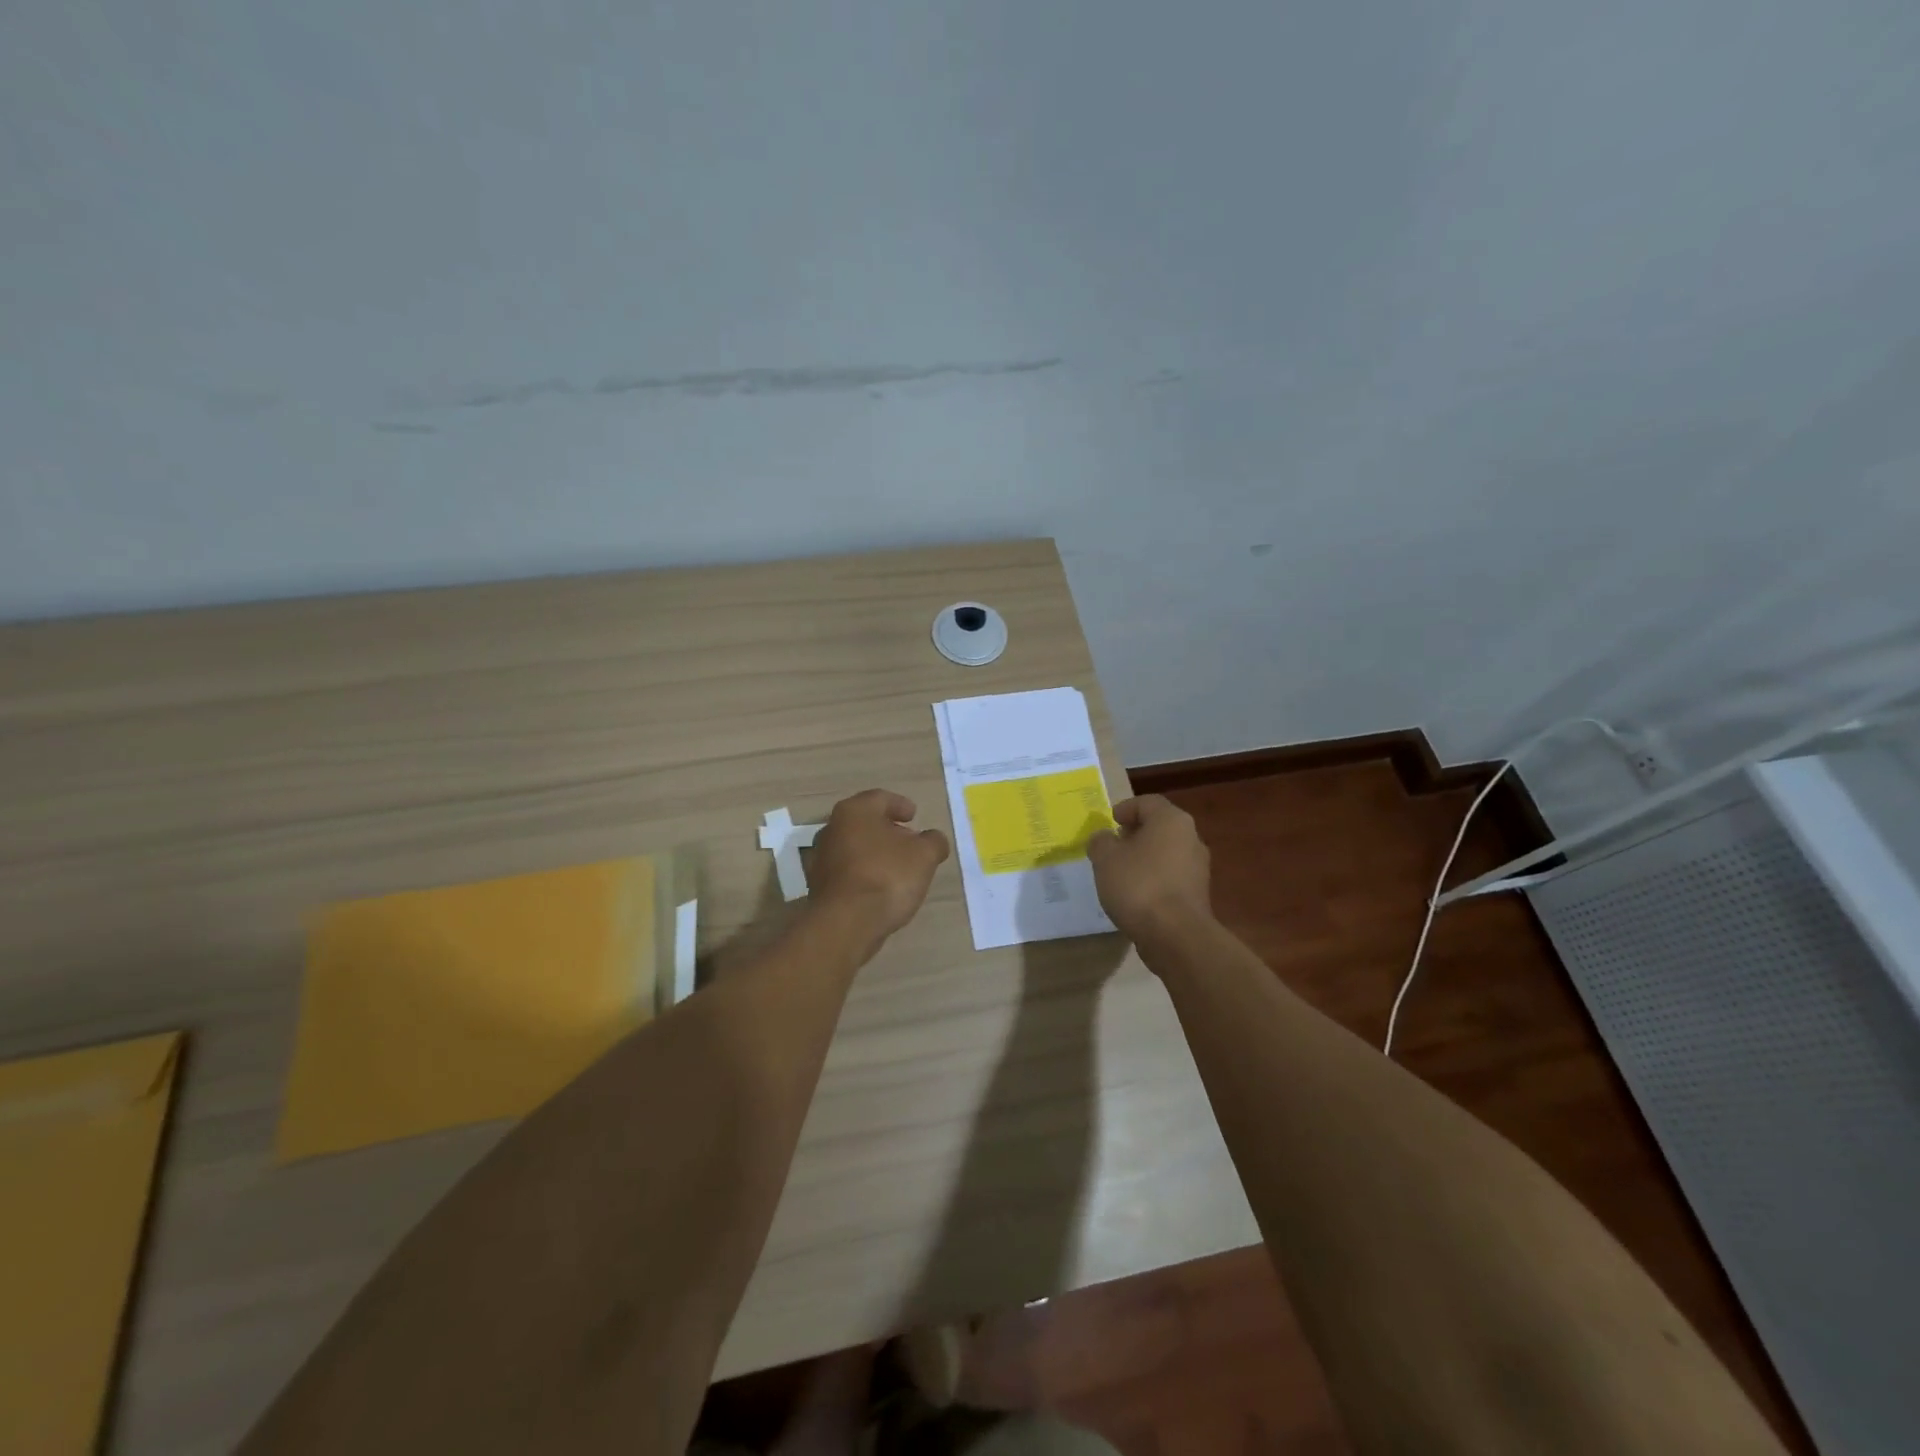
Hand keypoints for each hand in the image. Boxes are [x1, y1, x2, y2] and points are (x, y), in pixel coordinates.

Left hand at [806, 789, 949, 938]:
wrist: (846, 923)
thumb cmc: (886, 876)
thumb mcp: (924, 855)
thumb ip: (933, 841)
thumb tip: (933, 840)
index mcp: (854, 811)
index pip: (880, 798)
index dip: (900, 805)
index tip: (914, 816)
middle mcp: (832, 828)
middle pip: (864, 822)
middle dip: (888, 830)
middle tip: (909, 841)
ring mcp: (821, 858)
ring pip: (854, 847)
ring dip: (875, 853)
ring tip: (898, 867)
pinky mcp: (819, 886)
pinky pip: (848, 871)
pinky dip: (864, 873)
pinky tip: (881, 887)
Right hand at [1086, 795, 1212, 942]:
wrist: (1176, 936)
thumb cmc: (1139, 885)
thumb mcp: (1105, 858)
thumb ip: (1100, 842)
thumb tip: (1103, 838)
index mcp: (1171, 821)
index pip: (1147, 802)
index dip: (1125, 808)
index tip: (1110, 822)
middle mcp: (1191, 838)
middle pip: (1159, 827)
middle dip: (1135, 834)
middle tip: (1112, 845)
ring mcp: (1198, 868)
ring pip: (1166, 853)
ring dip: (1144, 858)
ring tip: (1119, 872)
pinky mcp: (1197, 895)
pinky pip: (1171, 877)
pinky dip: (1153, 879)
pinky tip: (1135, 895)